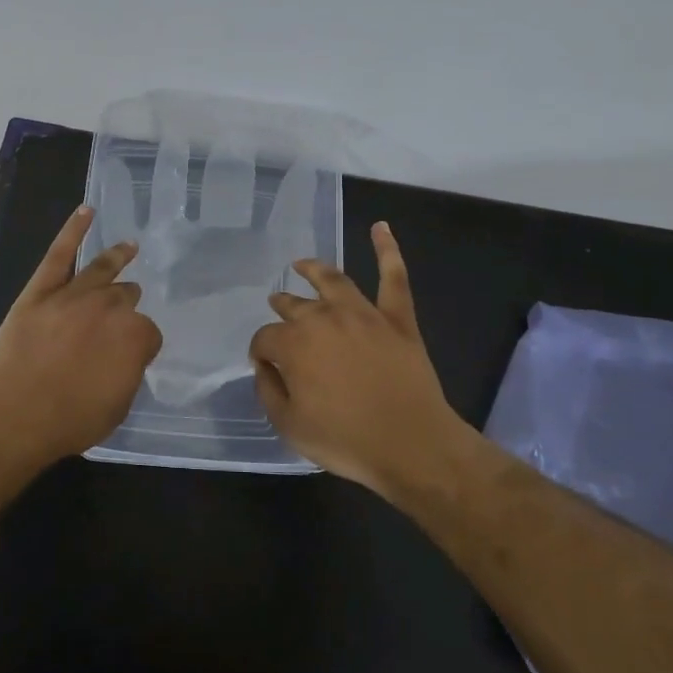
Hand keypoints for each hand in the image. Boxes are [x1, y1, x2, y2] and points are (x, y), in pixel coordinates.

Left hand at [0, 205, 162, 459]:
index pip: (148, 333)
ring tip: (129, 246)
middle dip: (126, 305)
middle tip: (121, 313)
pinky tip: (86, 212)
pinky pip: (59, 254)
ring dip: (117, 257)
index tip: (129, 357)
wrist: (18, 411)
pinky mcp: (41, 290)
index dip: (139, 346)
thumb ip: (126, 373)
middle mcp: (110, 307)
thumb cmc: (72, 418)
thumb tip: (122, 359)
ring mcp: (75, 294)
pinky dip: (72, 230)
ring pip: (102, 270)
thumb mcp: (118, 405)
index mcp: (136, 336)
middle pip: (126, 298)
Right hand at [250, 222, 467, 492]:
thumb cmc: (346, 440)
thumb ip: (268, 392)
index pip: (265, 339)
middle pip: (295, 306)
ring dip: (314, 270)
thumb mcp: (289, 427)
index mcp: (294, 345)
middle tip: (278, 306)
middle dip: (282, 306)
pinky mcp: (397, 318)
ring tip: (302, 264)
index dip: (261, 352)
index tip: (264, 365)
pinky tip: (381, 227)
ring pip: (333, 281)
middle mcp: (324, 319)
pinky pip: (393, 277)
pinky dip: (387, 250)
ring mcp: (363, 314)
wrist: (412, 445)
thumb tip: (265, 367)